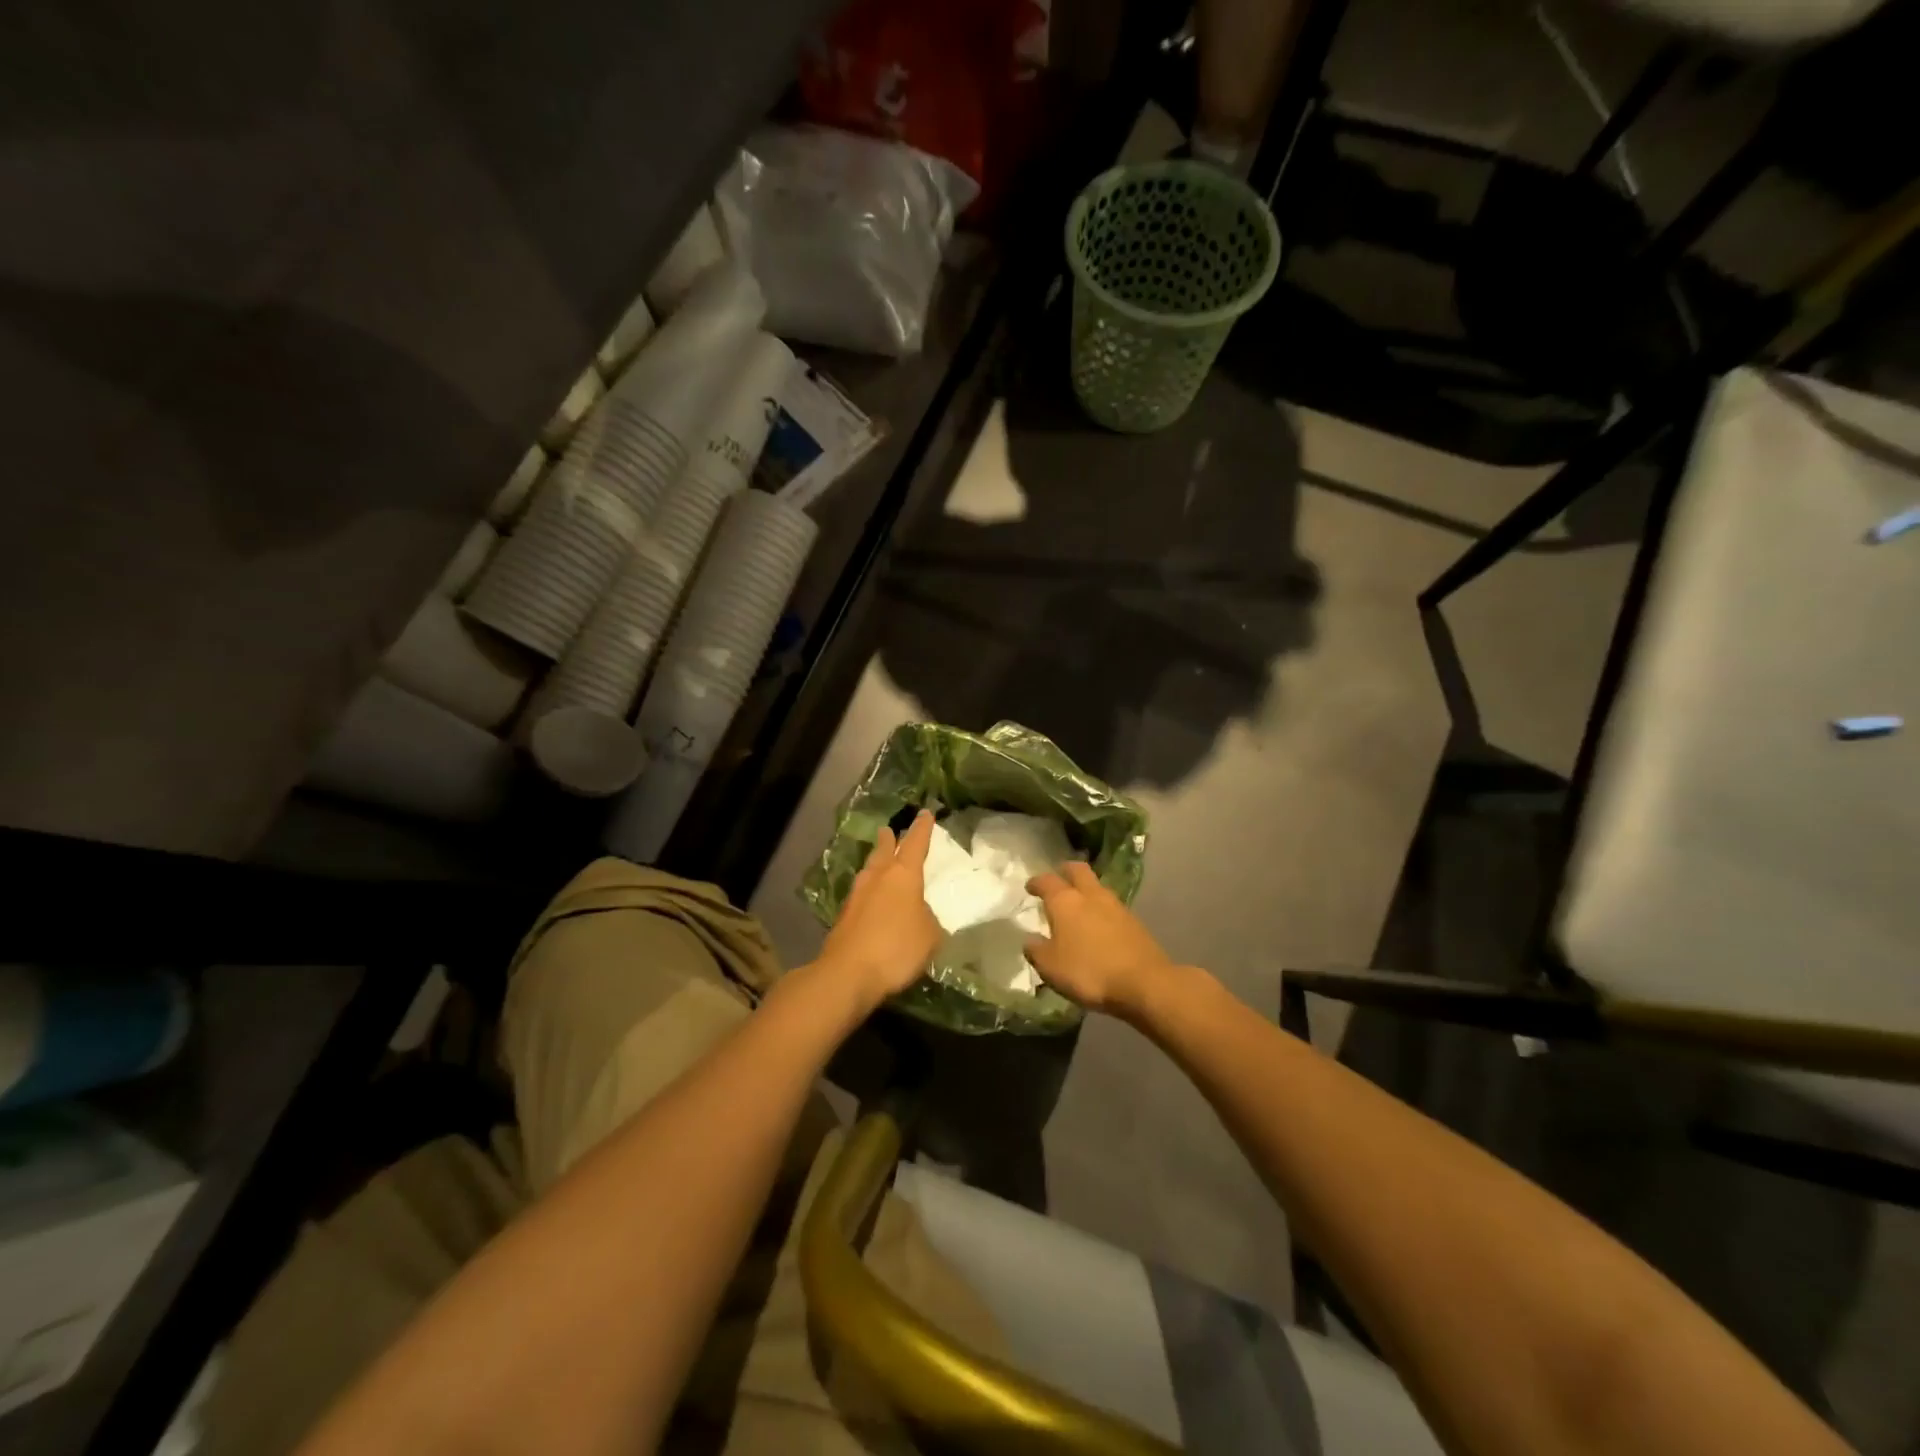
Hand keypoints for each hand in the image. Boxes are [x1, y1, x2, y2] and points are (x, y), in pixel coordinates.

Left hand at [819, 810, 941, 1007]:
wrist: (848, 972)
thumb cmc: (897, 947)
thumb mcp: (930, 936)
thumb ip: (928, 919)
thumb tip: (918, 915)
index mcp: (903, 875)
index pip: (915, 843)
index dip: (922, 828)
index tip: (925, 813)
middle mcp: (878, 877)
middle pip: (884, 851)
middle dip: (889, 840)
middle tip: (889, 830)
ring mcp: (857, 895)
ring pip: (869, 870)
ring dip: (875, 862)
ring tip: (879, 859)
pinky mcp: (845, 916)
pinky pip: (861, 894)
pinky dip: (869, 890)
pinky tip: (871, 898)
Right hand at [1024, 862, 1179, 1018]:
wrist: (1143, 983)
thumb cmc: (1088, 971)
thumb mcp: (1050, 967)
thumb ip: (1036, 950)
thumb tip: (1030, 940)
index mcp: (1065, 901)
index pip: (1047, 881)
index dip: (1036, 882)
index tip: (1030, 886)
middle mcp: (1091, 895)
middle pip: (1078, 870)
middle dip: (1066, 871)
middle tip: (1059, 878)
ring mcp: (1116, 906)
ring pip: (1097, 887)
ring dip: (1086, 890)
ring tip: (1078, 904)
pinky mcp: (1134, 922)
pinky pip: (1111, 907)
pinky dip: (1101, 910)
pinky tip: (1098, 925)